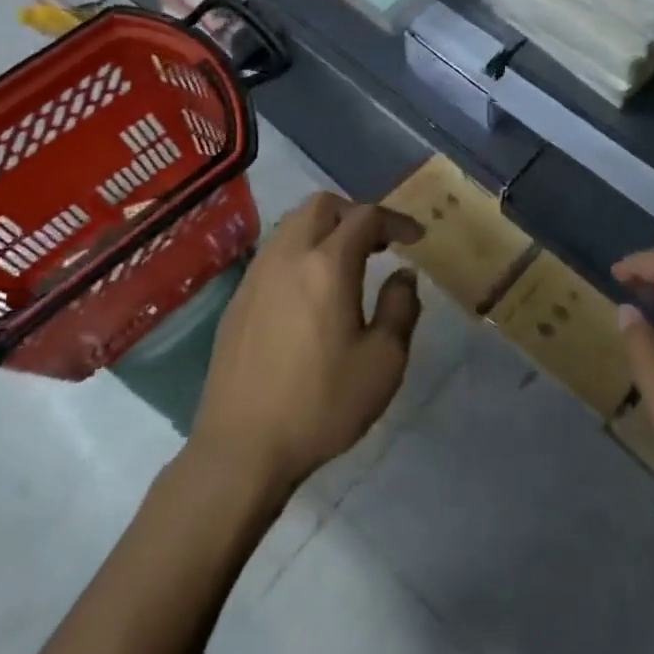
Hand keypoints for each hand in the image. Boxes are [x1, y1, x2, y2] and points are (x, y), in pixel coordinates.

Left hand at [191, 192, 423, 493]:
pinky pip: (274, 252)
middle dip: (355, 213)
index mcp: (327, 266)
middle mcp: (287, 256)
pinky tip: (311, 291)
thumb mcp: (384, 361)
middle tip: (379, 243)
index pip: (366, 217)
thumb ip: (400, 307)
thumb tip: (402, 275)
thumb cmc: (322, 404)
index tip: (415, 239)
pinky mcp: (237, 299)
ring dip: (325, 229)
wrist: (241, 448)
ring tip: (348, 263)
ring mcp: (256, 275)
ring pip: (292, 224)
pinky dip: (301, 251)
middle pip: (321, 205)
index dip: (396, 220)